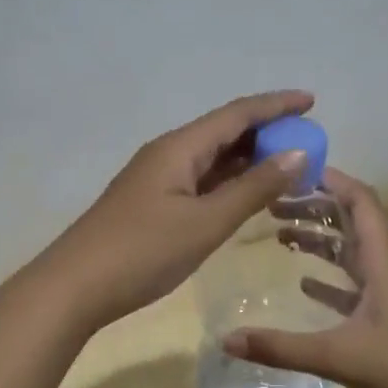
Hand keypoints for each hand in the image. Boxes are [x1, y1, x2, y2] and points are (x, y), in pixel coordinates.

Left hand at [34, 91, 314, 329]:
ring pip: (212, 159)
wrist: (75, 287)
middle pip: (224, 132)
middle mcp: (168, 154)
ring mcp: (157, 179)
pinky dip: (229, 182)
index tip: (312, 100)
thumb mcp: (205, 223)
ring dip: (249, 159)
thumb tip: (297, 153)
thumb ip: (253, 189)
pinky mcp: (152, 203)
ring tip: (289, 165)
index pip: (237, 114)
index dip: (276, 105)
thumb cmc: (143, 252)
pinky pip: (200, 181)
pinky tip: (248, 194)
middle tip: (308, 141)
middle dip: (267, 132)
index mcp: (180, 147)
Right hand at [224, 169, 387, 387]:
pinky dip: (328, 277)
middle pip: (350, 222)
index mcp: (382, 263)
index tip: (294, 171)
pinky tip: (303, 284)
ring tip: (279, 235)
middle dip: (314, 207)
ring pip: (350, 252)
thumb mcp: (338, 357)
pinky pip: (352, 285)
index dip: (332, 180)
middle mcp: (386, 269)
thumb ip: (280, 348)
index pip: (361, 203)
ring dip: (319, 240)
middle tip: (272, 204)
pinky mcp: (386, 318)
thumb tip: (226, 340)